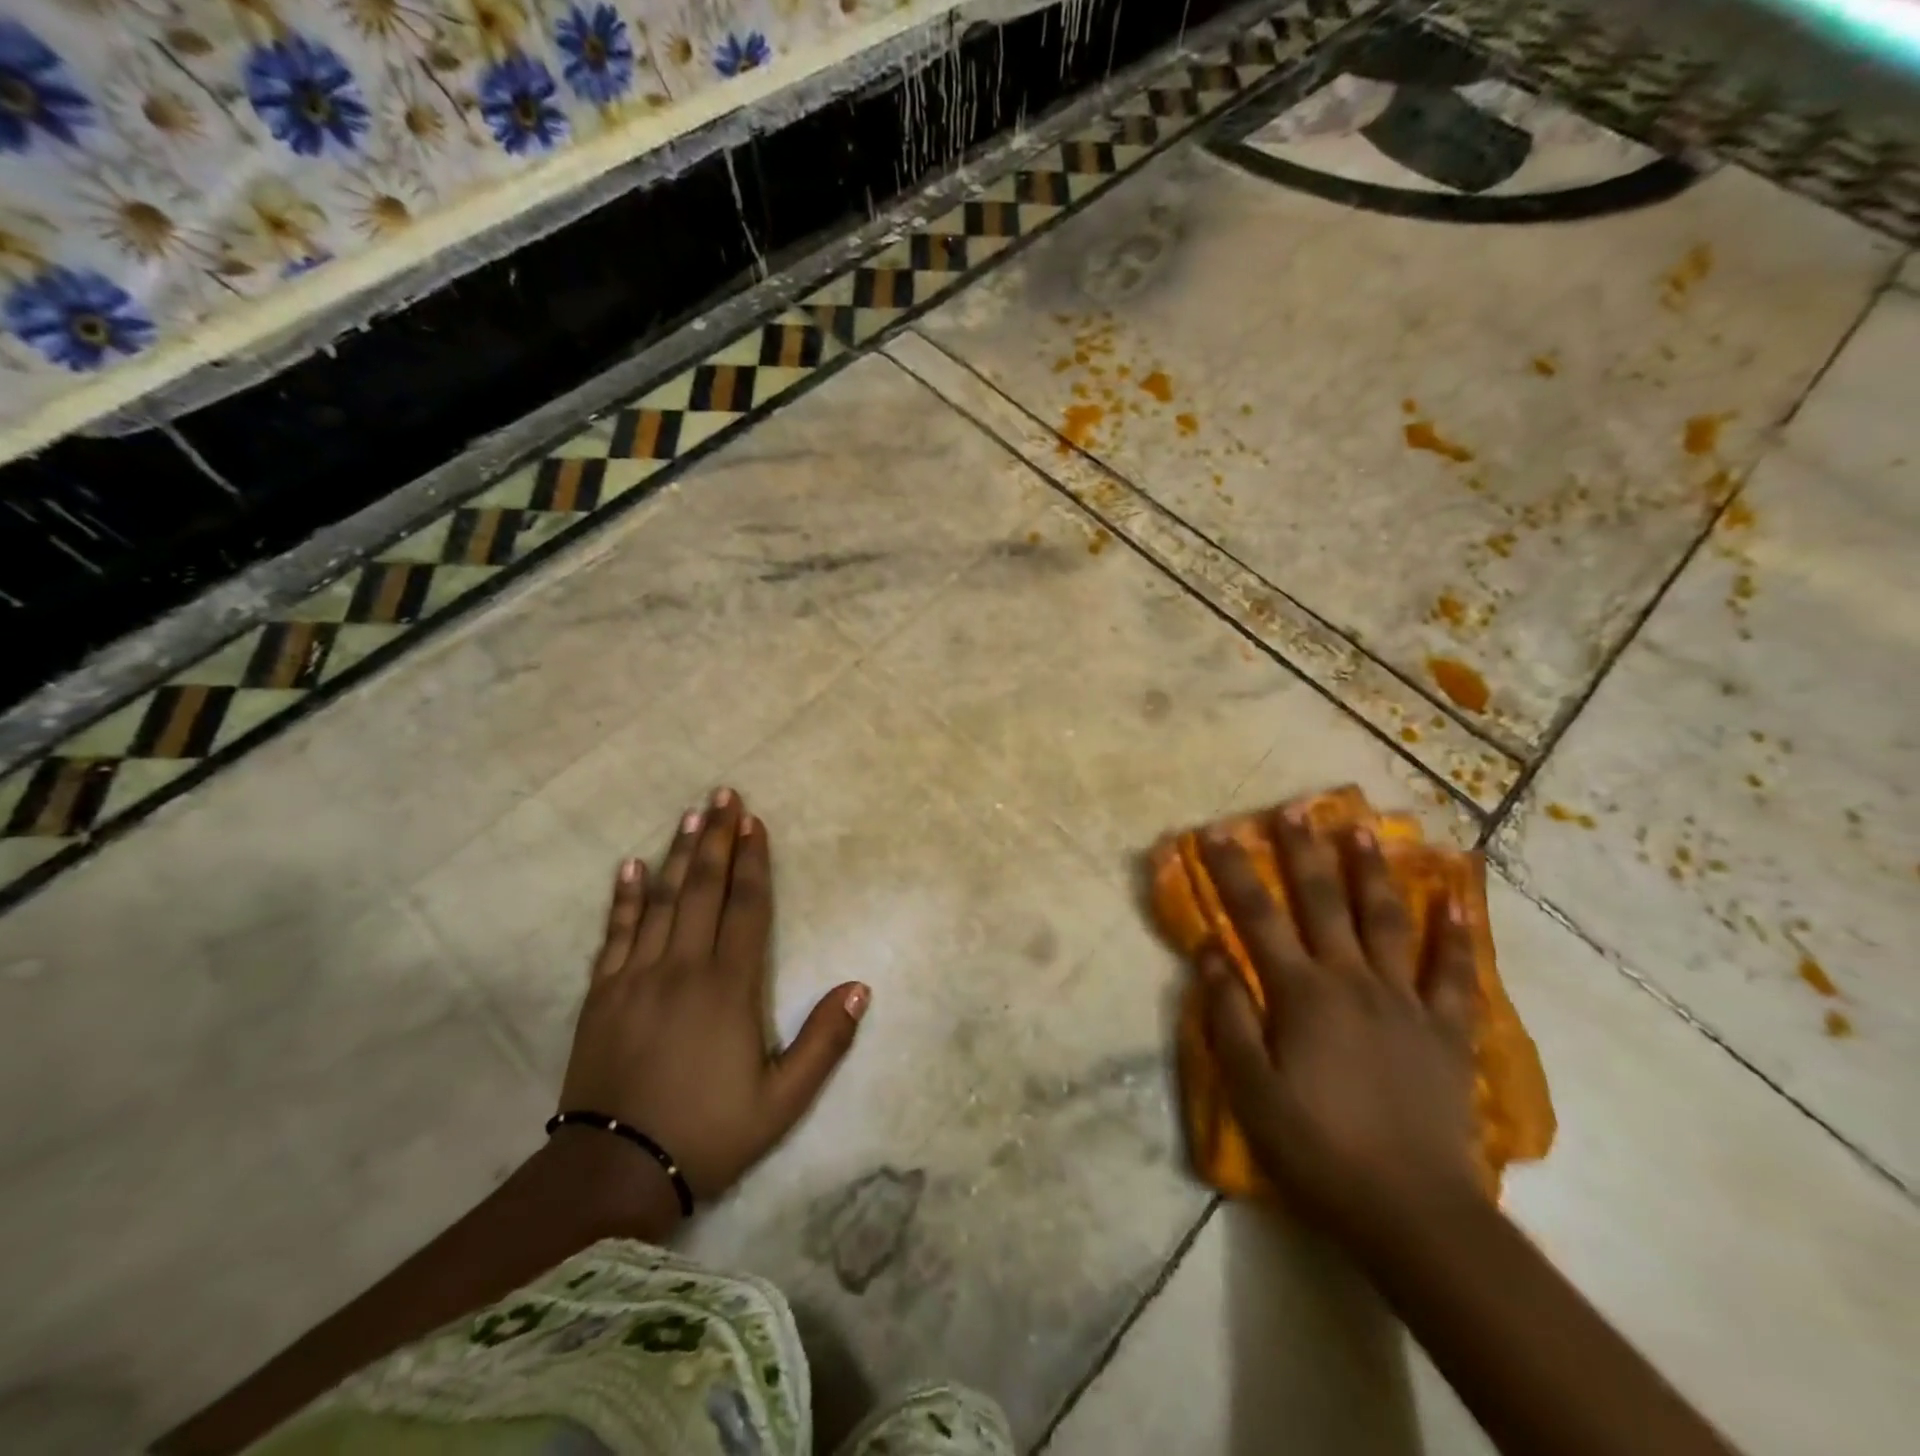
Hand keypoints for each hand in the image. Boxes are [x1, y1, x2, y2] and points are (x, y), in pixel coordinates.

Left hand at [558, 789, 869, 1221]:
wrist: (614, 1173)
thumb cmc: (709, 1133)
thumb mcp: (782, 1100)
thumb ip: (824, 1042)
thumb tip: (860, 988)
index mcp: (729, 988)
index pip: (747, 908)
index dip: (753, 862)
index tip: (754, 822)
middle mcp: (683, 968)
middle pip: (704, 890)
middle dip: (717, 839)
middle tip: (723, 794)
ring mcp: (637, 977)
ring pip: (662, 901)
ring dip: (679, 855)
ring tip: (690, 815)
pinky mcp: (602, 995)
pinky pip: (615, 934)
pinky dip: (624, 898)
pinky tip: (630, 867)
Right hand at [1196, 807, 1484, 1253]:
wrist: (1412, 1210)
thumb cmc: (1317, 1147)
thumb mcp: (1251, 1087)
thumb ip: (1229, 1014)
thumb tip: (1209, 949)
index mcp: (1300, 993)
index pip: (1256, 917)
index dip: (1233, 871)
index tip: (1215, 831)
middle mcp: (1351, 980)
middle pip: (1321, 902)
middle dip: (1302, 851)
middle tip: (1294, 806)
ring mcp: (1404, 1000)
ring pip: (1384, 920)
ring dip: (1370, 870)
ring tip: (1362, 827)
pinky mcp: (1444, 1028)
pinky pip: (1451, 971)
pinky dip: (1453, 932)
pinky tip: (1453, 896)